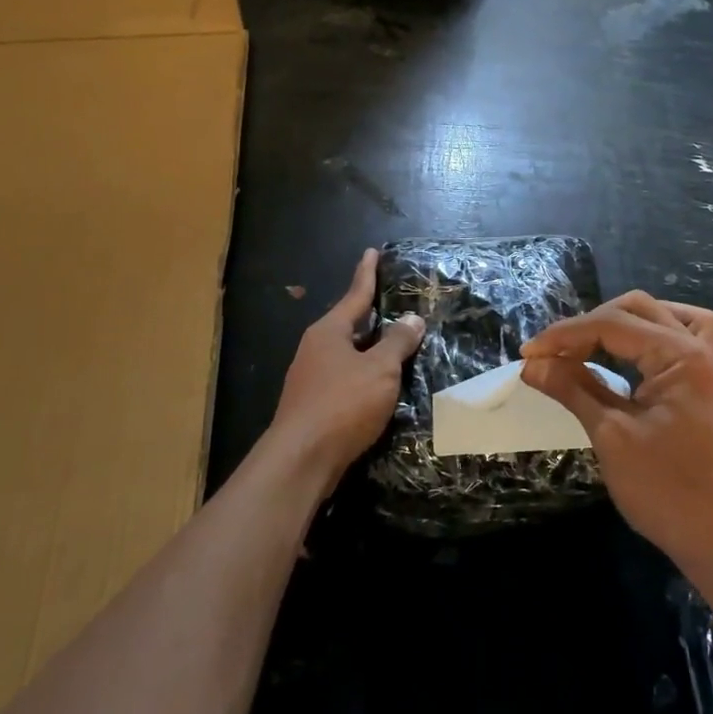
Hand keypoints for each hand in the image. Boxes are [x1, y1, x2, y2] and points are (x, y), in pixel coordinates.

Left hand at [270, 249, 424, 487]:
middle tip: (394, 302)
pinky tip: (379, 385)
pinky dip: (364, 374)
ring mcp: (311, 378)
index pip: (355, 294)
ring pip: (347, 353)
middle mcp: (316, 349)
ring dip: (369, 348)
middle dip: (371, 314)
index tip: (372, 252)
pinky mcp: (313, 405)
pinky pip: (345, 378)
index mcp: (329, 331)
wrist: (300, 461)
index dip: (367, 273)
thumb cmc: (342, 404)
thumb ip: (397, 343)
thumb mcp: (380, 370)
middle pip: (348, 324)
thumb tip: (411, 320)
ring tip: (395, 343)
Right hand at [521, 292, 712, 576]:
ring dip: (624, 323)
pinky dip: (654, 336)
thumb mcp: (612, 437)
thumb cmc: (669, 492)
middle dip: (589, 325)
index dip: (564, 335)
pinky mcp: (708, 389)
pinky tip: (635, 354)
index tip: (528, 354)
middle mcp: (700, 350)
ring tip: (590, 345)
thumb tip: (533, 364)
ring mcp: (709, 369)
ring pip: (664, 318)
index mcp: (680, 355)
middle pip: (637, 310)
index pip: (612, 324)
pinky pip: (685, 341)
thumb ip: (573, 390)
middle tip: (554, 354)